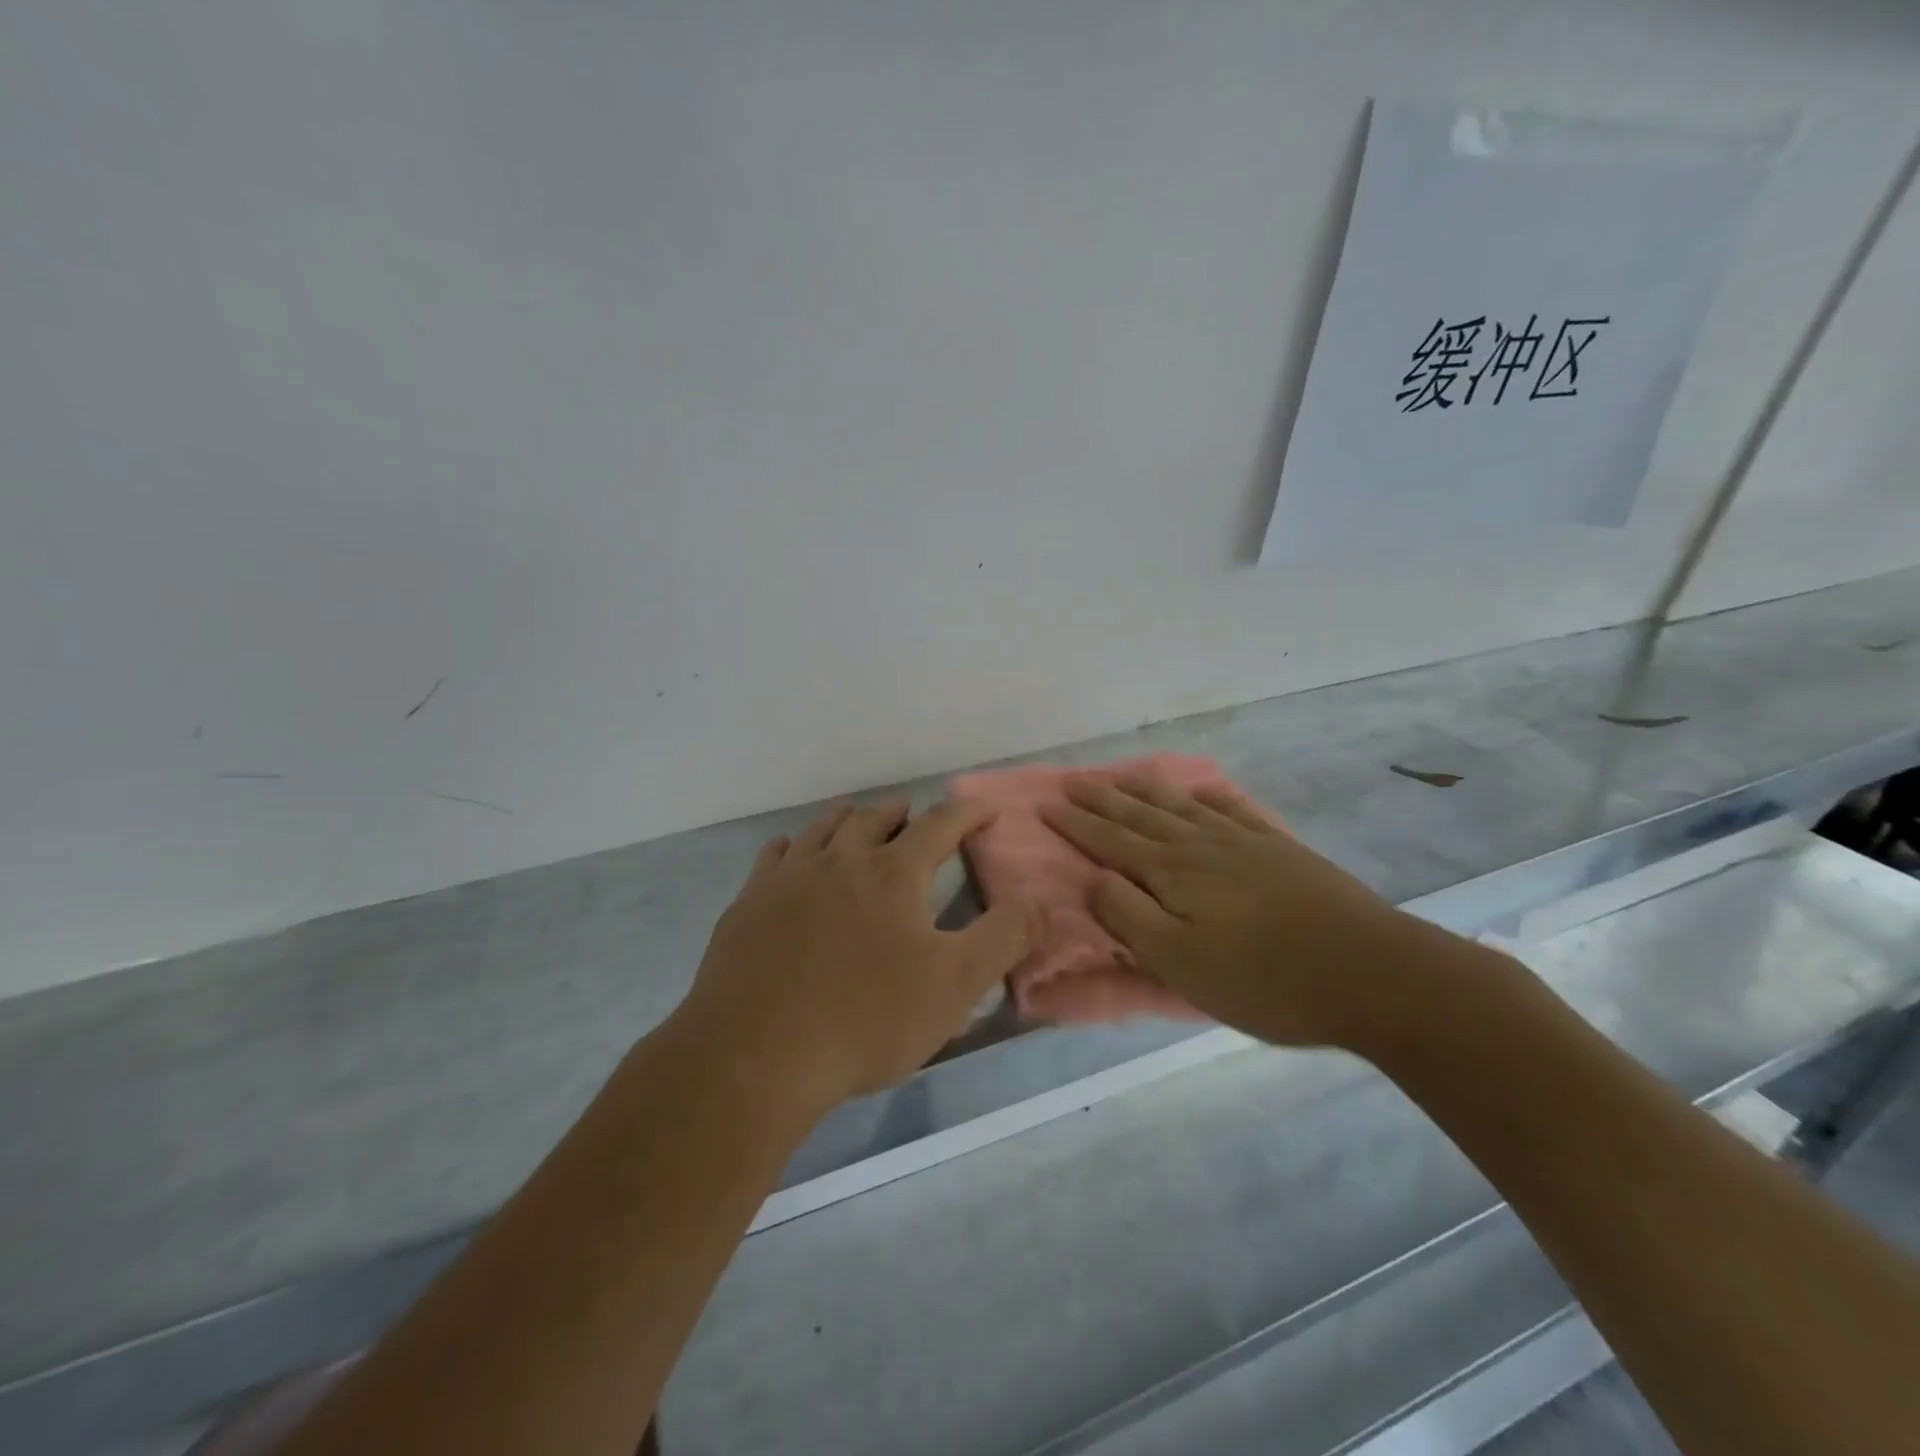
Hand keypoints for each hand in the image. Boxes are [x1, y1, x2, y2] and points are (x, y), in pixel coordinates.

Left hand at [678, 799, 1038, 1113]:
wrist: (755, 1054)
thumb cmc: (866, 1019)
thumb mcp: (954, 985)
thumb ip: (1004, 938)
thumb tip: (1043, 902)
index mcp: (892, 873)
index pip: (940, 825)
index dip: (968, 813)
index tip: (985, 808)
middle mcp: (840, 860)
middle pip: (874, 818)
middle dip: (902, 813)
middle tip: (914, 816)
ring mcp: (788, 878)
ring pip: (823, 828)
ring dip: (848, 818)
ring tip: (858, 820)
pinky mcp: (748, 903)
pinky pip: (774, 855)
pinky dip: (793, 845)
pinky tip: (792, 854)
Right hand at [1041, 777, 1421, 1048]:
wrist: (1370, 972)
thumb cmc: (1264, 980)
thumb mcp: (1180, 963)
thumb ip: (1129, 916)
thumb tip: (1094, 877)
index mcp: (1171, 872)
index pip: (1109, 840)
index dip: (1075, 823)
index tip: (1046, 804)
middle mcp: (1200, 845)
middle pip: (1139, 815)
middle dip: (1101, 798)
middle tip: (1071, 781)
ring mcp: (1243, 842)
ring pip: (1180, 806)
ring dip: (1144, 790)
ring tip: (1121, 776)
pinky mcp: (1279, 849)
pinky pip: (1232, 810)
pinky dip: (1207, 797)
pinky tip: (1202, 792)